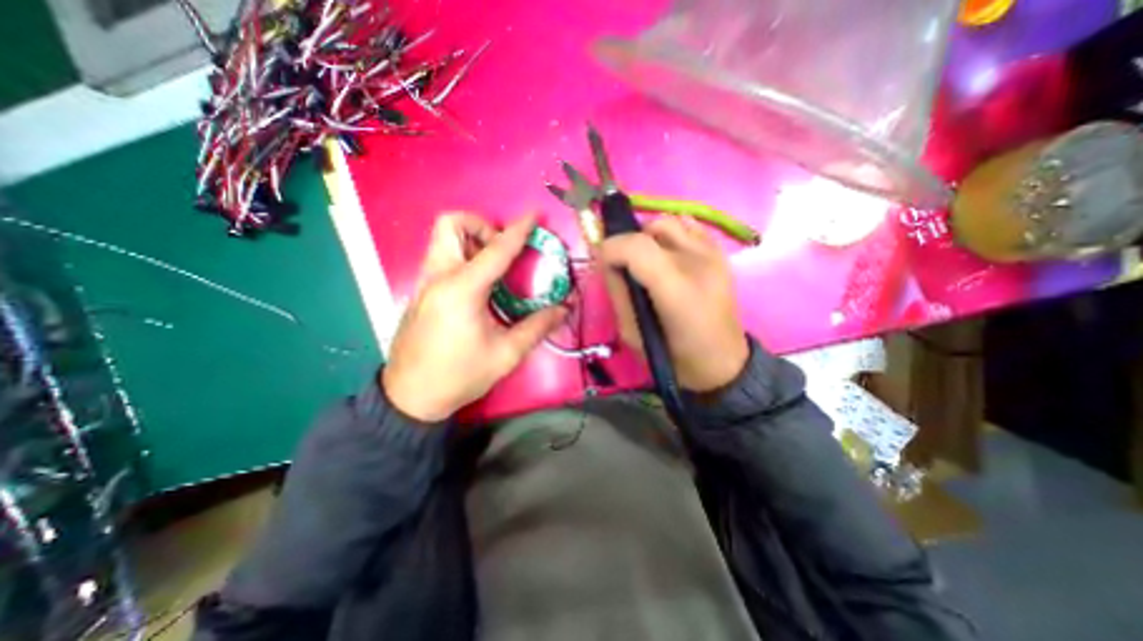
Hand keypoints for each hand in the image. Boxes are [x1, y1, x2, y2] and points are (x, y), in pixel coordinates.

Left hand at [384, 213, 565, 420]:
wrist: (411, 397)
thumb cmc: (459, 376)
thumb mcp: (506, 354)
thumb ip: (537, 327)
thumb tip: (564, 308)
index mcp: (462, 290)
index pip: (496, 249)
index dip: (519, 230)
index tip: (534, 216)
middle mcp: (439, 276)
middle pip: (451, 224)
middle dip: (481, 226)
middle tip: (502, 250)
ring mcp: (425, 282)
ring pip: (443, 238)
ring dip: (471, 240)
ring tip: (494, 267)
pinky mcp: (421, 291)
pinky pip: (441, 257)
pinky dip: (462, 256)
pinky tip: (479, 286)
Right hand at [600, 219, 751, 393]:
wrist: (722, 364)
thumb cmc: (674, 357)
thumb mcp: (631, 334)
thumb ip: (617, 293)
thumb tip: (607, 264)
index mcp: (676, 289)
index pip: (636, 246)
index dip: (611, 248)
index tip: (601, 262)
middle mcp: (698, 263)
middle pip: (652, 228)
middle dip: (628, 243)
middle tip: (623, 265)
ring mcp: (713, 255)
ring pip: (669, 221)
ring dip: (649, 236)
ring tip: (646, 260)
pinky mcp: (721, 254)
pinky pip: (688, 226)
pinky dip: (670, 235)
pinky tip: (668, 255)